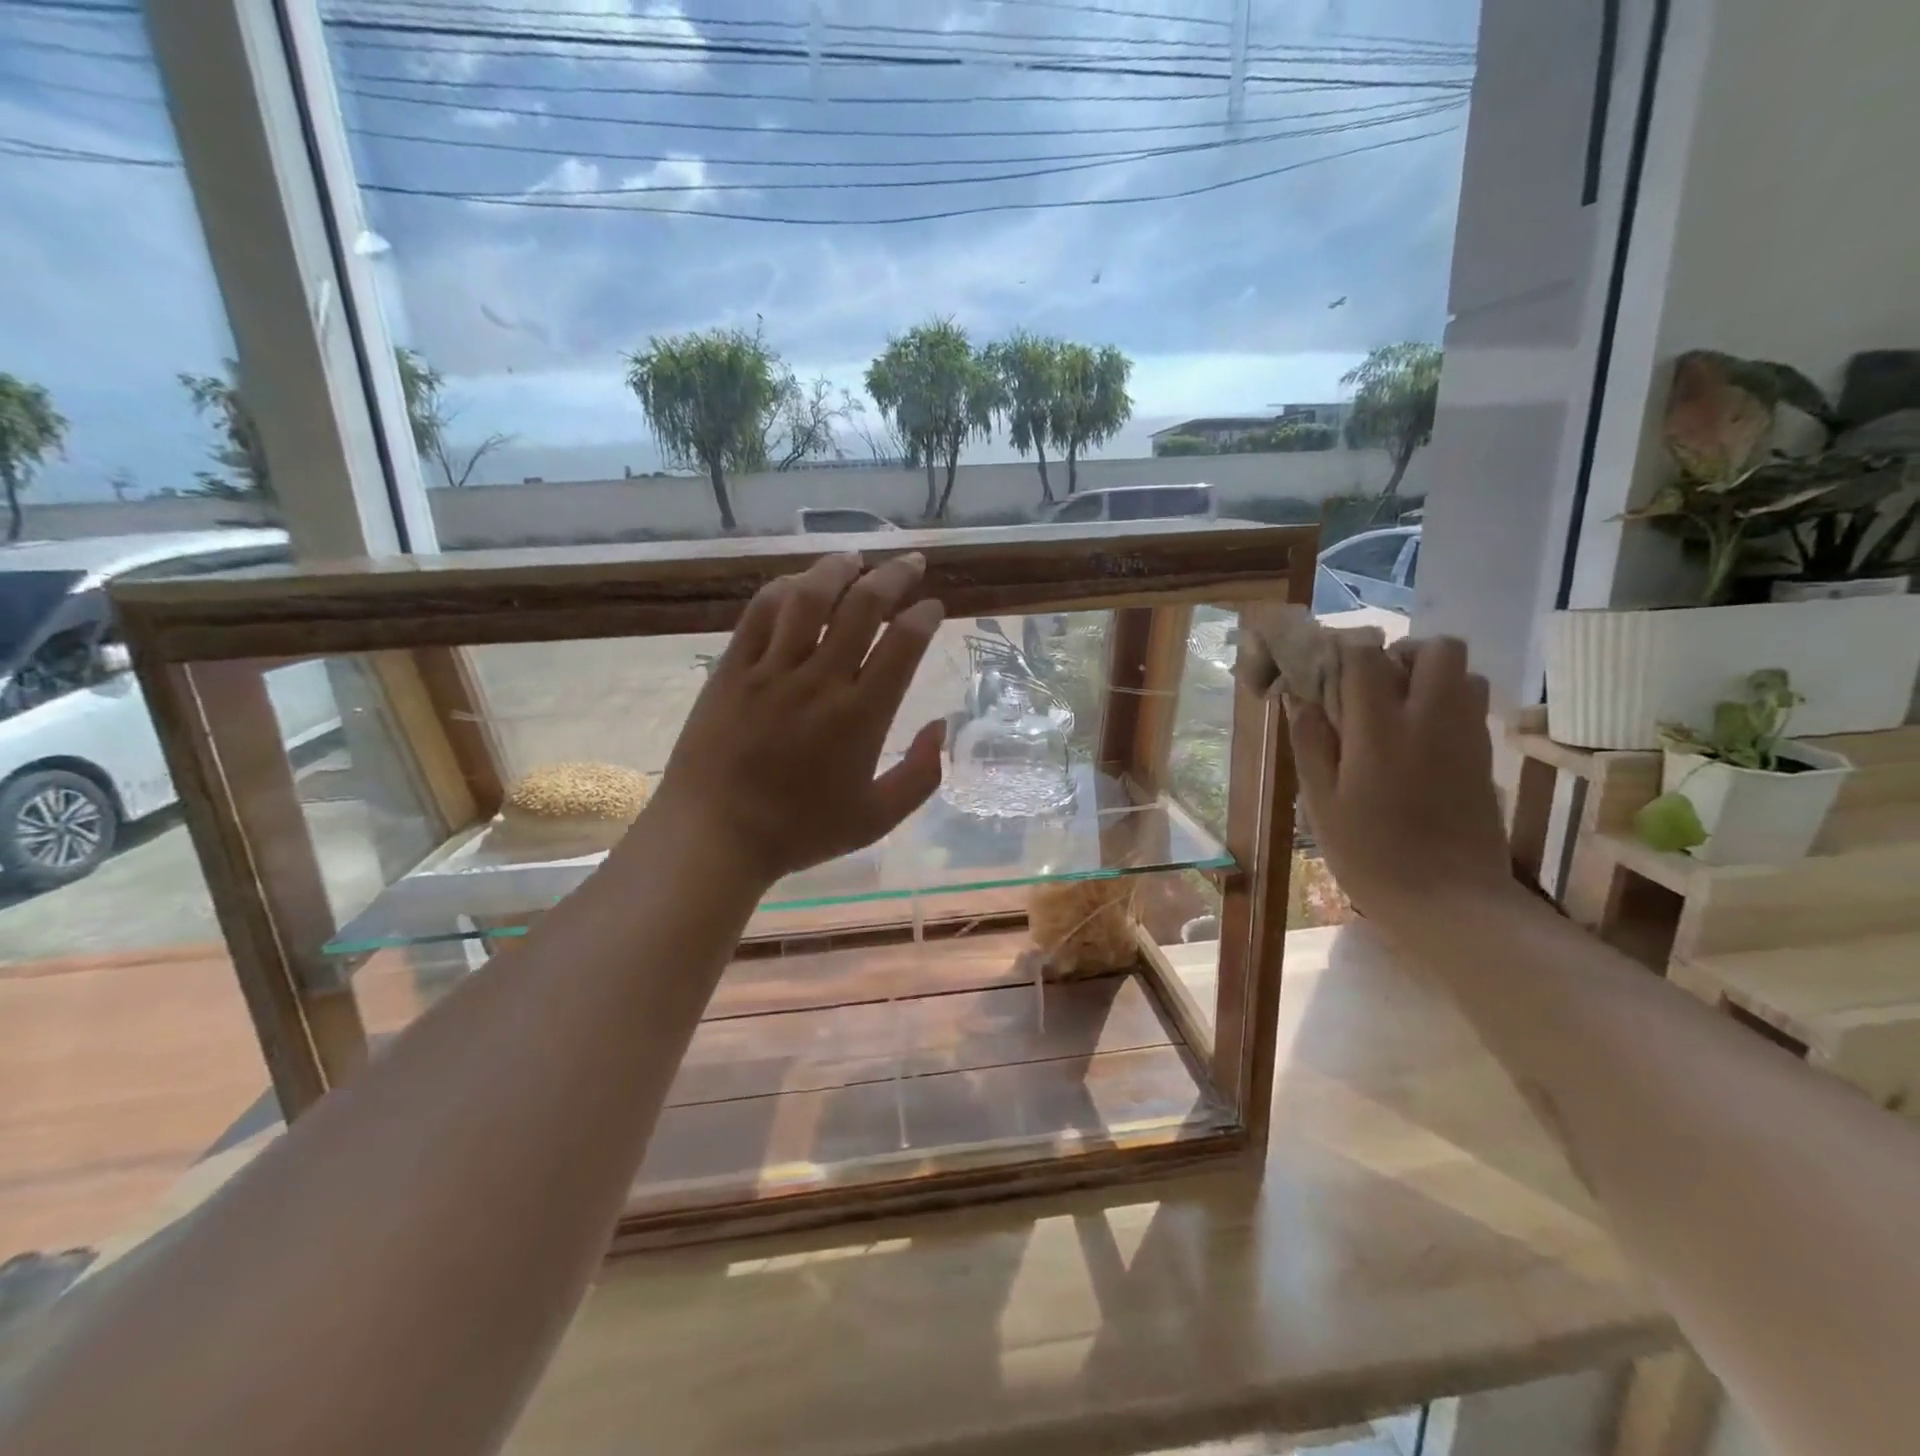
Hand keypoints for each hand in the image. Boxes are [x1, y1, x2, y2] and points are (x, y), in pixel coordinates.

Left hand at [642, 552, 945, 887]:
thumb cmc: (800, 831)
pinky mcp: (732, 669)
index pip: (904, 644)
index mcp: (861, 716)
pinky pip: (759, 614)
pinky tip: (798, 583)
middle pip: (862, 607)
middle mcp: (820, 681)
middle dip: (894, 576)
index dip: (924, 616)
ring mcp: (771, 670)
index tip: (933, 606)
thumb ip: (921, 774)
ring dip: (838, 569)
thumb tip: (942, 726)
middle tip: (910, 563)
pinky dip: (783, 589)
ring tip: (856, 558)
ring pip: (809, 598)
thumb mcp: (877, 818)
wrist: (715, 836)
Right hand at [1288, 635, 1516, 925]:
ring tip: (1396, 711)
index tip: (1325, 670)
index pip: (1367, 655)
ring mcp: (1466, 736)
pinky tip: (1418, 741)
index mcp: (1381, 730)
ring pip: (1464, 673)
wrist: (1450, 901)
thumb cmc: (1370, 855)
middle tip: (1372, 686)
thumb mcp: (1321, 803)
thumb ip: (1311, 743)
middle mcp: (1431, 719)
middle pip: (1437, 648)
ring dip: (1429, 677)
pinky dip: (1446, 704)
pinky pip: (1472, 705)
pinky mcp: (1485, 757)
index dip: (1344, 650)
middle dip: (1402, 653)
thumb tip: (1300, 698)